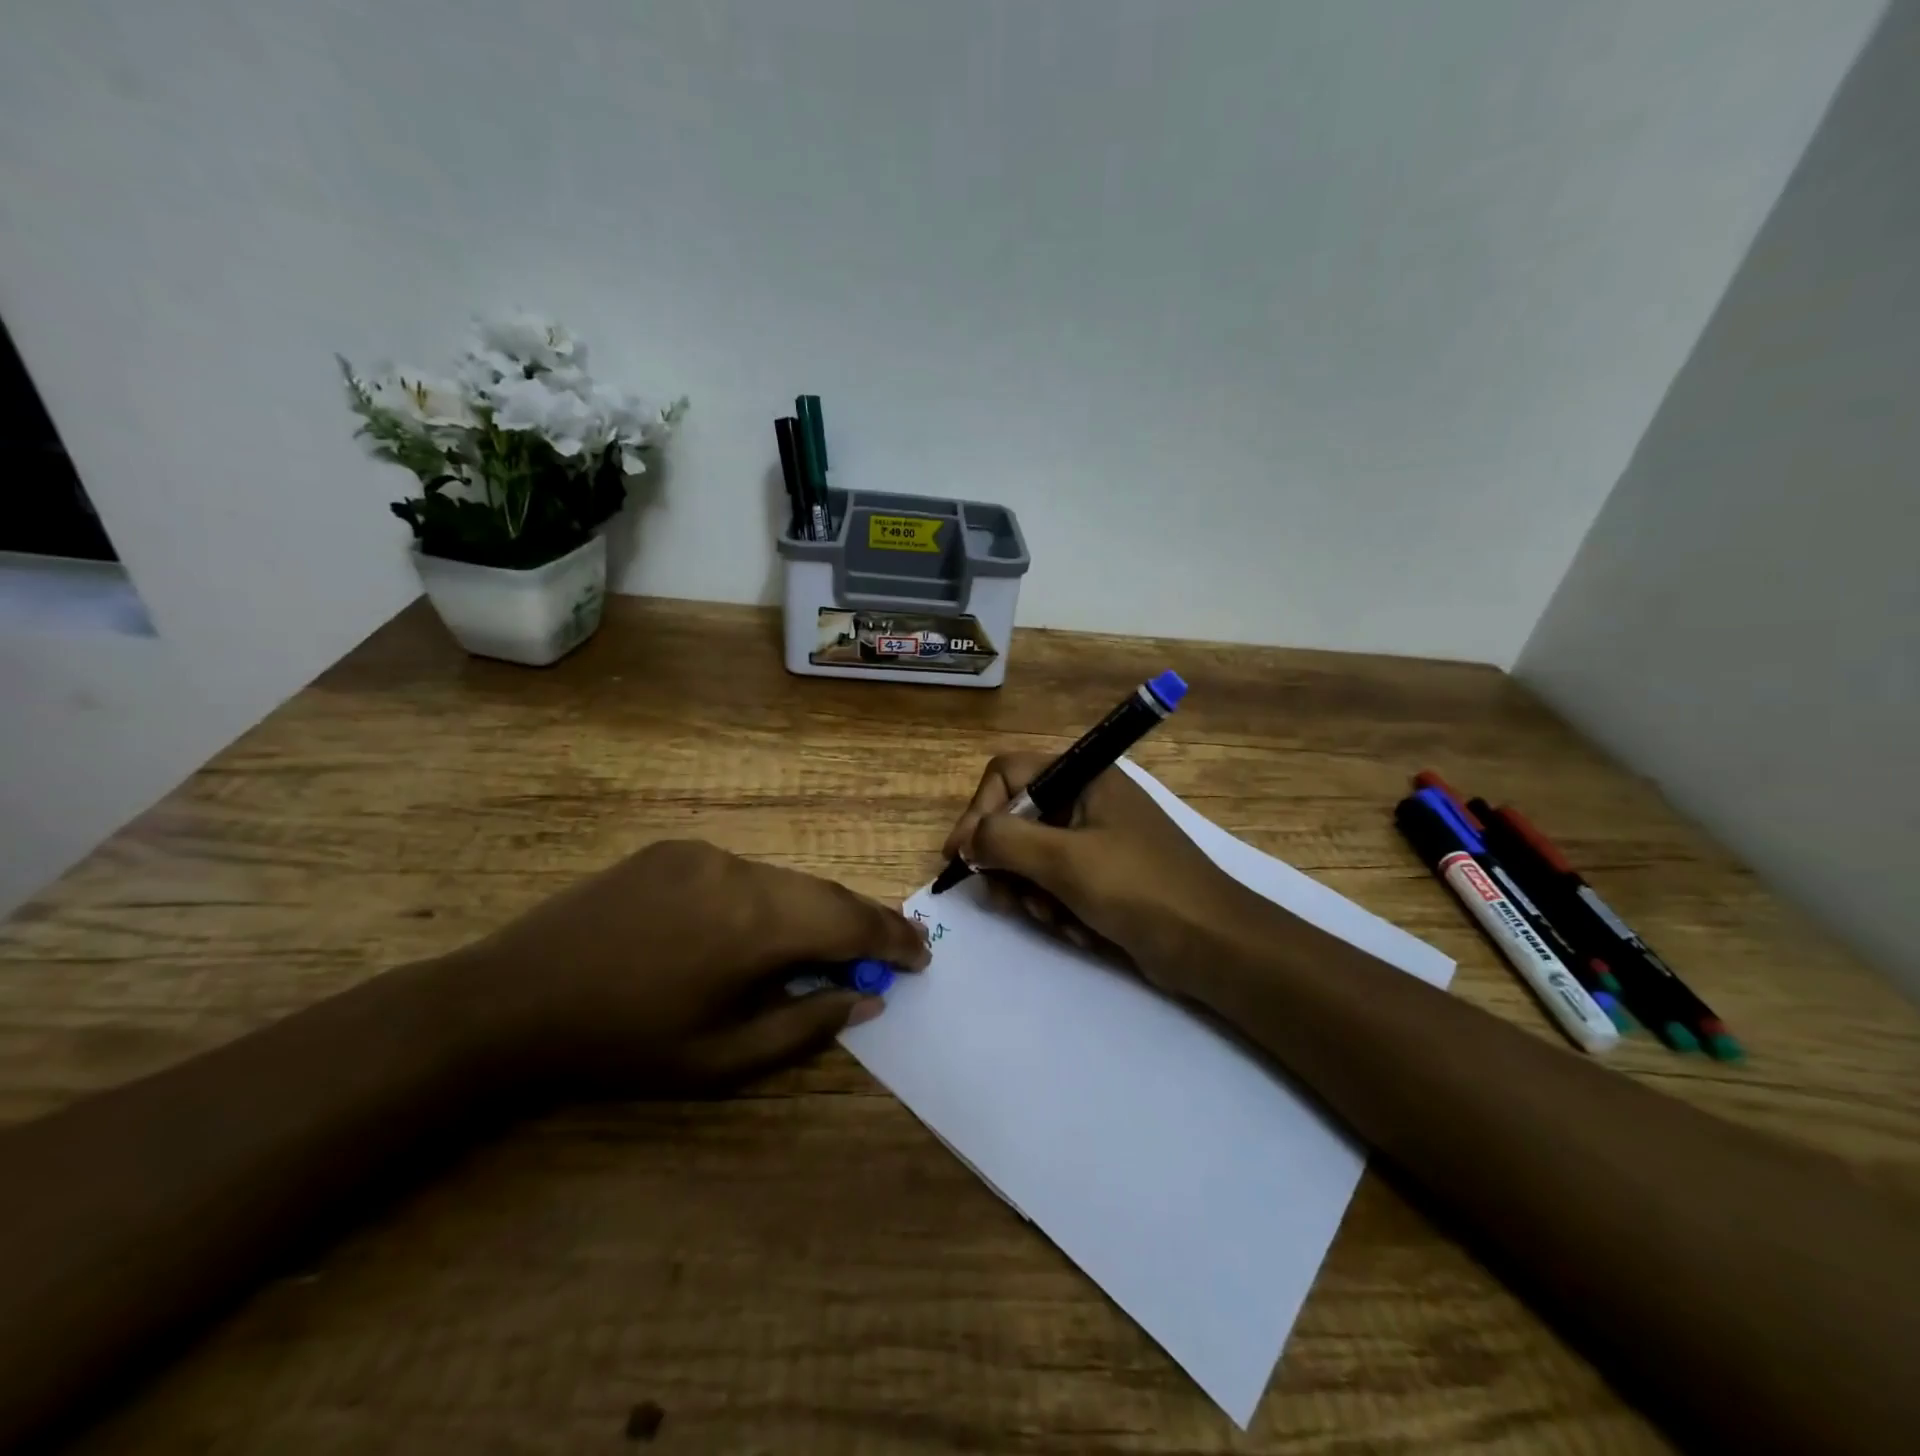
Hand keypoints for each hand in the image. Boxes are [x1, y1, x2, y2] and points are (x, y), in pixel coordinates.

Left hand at [449, 840, 929, 1097]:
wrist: (513, 1000)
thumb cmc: (623, 1044)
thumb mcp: (721, 1058)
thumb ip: (805, 1026)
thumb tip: (867, 998)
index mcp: (755, 924)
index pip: (849, 922)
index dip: (891, 938)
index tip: (921, 956)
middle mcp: (739, 872)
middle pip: (823, 893)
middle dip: (861, 923)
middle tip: (889, 951)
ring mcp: (705, 854)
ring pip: (783, 881)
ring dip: (812, 912)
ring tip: (825, 948)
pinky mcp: (675, 849)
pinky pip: (743, 873)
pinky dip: (768, 900)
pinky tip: (754, 931)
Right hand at [943, 755, 1275, 1002]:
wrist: (1213, 945)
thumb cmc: (1139, 889)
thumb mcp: (1065, 860)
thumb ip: (1005, 840)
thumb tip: (967, 840)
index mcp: (1084, 777)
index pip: (1008, 774)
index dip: (978, 811)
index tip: (961, 857)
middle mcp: (1087, 800)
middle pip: (1016, 818)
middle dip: (1009, 864)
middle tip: (1007, 899)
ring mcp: (1096, 839)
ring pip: (1033, 856)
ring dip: (1033, 892)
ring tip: (1054, 918)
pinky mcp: (1103, 876)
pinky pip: (1058, 883)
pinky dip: (1058, 908)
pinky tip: (1078, 930)